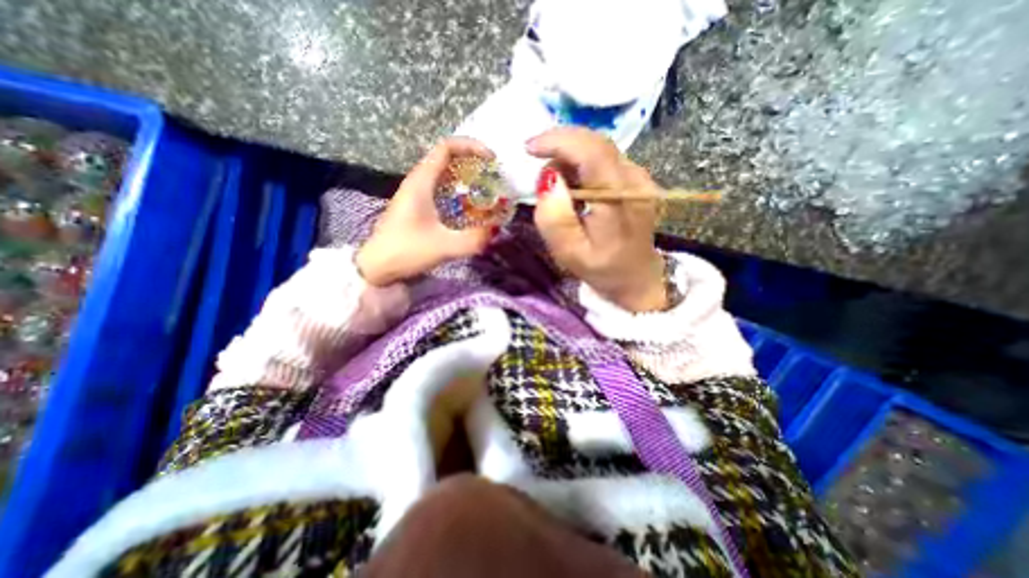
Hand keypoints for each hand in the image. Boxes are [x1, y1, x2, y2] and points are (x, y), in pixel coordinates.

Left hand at [357, 138, 496, 285]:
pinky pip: (441, 189)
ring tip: (486, 190)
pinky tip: (469, 207)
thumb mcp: (444, 247)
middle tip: (492, 177)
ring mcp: (415, 194)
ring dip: (466, 177)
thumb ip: (474, 239)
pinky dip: (458, 191)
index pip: (446, 148)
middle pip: (447, 158)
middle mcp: (417, 182)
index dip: (471, 147)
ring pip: (443, 174)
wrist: (376, 268)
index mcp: (421, 182)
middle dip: (472, 162)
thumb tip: (497, 227)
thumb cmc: (406, 252)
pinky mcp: (416, 207)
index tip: (492, 160)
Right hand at [526, 129, 663, 313]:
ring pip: (598, 150)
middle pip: (596, 143)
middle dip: (561, 147)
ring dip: (570, 159)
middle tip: (538, 166)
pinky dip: (581, 167)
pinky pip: (603, 161)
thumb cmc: (601, 268)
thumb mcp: (569, 251)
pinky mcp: (636, 180)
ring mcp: (639, 177)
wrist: (635, 278)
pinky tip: (573, 189)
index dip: (559, 141)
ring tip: (556, 187)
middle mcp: (634, 180)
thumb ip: (555, 217)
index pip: (592, 152)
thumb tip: (548, 178)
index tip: (530, 148)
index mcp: (619, 199)